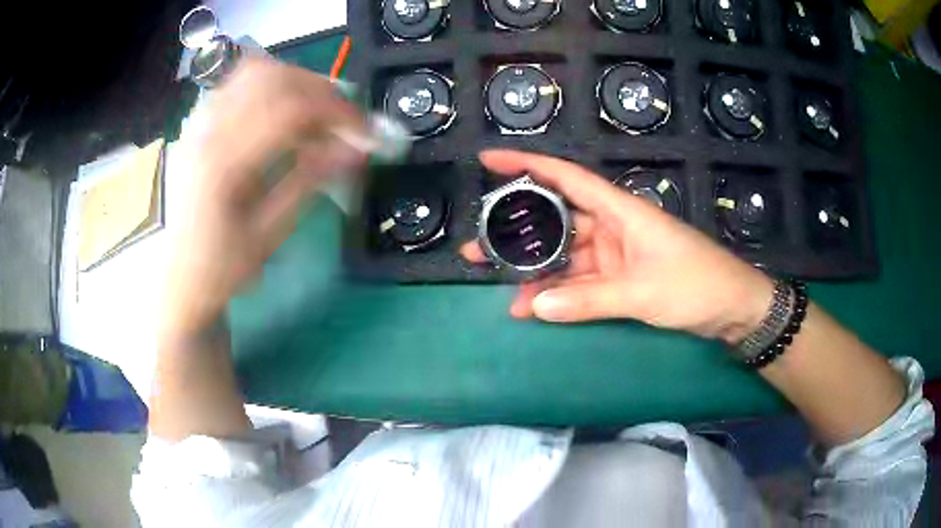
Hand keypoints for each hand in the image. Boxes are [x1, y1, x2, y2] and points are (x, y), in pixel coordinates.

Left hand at [160, 57, 363, 337]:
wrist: (181, 279)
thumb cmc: (224, 267)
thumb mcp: (270, 234)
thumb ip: (310, 181)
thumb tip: (356, 147)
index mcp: (225, 165)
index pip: (291, 110)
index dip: (338, 113)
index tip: (367, 132)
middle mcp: (208, 133)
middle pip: (275, 79)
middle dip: (321, 92)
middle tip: (345, 121)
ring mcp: (200, 125)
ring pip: (256, 72)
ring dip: (296, 82)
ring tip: (316, 111)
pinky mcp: (199, 126)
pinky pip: (237, 83)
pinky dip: (269, 84)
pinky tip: (281, 108)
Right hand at [462, 150, 774, 342]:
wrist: (732, 308)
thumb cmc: (696, 285)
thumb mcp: (643, 292)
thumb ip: (588, 300)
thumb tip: (534, 305)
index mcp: (620, 210)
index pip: (566, 177)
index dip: (527, 164)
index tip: (489, 160)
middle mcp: (612, 226)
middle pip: (556, 220)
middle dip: (517, 231)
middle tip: (478, 246)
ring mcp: (614, 255)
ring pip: (565, 256)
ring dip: (535, 270)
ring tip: (497, 281)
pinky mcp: (619, 279)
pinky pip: (580, 282)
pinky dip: (558, 294)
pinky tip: (533, 306)